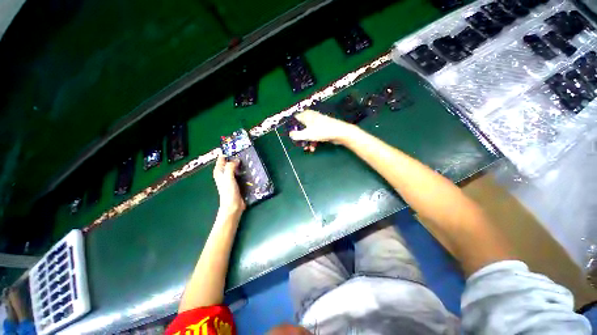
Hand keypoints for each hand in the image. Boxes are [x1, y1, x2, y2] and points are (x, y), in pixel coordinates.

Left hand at [213, 153, 244, 214]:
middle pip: (230, 162)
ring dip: (241, 164)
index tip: (236, 146)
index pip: (222, 158)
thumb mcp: (228, 177)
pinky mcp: (238, 182)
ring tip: (249, 158)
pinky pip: (241, 173)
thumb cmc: (228, 191)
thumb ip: (230, 167)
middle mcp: (224, 173)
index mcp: (219, 171)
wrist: (233, 205)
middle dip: (236, 156)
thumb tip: (236, 160)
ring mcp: (231, 178)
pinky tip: (250, 168)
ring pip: (236, 167)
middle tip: (245, 151)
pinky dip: (244, 170)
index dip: (228, 151)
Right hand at [289, 109, 354, 144]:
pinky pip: (314, 134)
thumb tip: (290, 135)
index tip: (290, 136)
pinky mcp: (323, 128)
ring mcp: (318, 123)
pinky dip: (313, 141)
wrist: (339, 132)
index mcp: (306, 115)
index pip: (295, 119)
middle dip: (300, 137)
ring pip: (308, 132)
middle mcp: (311, 117)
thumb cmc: (322, 131)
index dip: (292, 127)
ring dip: (307, 141)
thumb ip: (296, 135)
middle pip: (301, 127)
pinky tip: (313, 148)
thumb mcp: (307, 134)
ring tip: (307, 149)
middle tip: (299, 144)